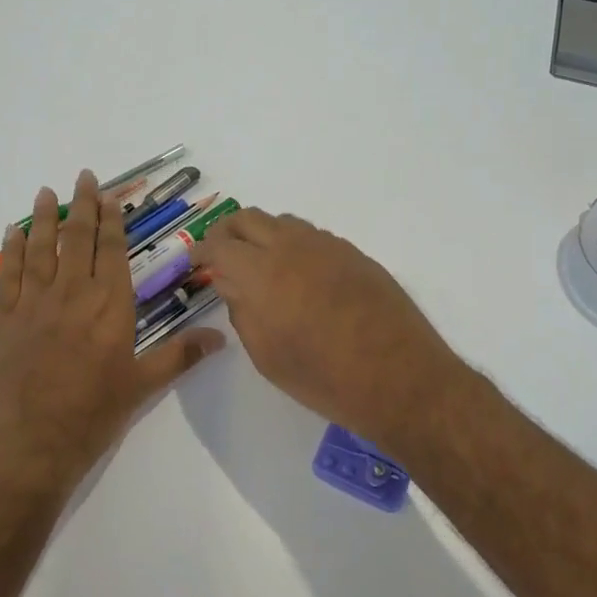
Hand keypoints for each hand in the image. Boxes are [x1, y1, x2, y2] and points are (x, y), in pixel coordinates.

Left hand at [0, 170, 222, 492]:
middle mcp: (73, 293)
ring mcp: (35, 302)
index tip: (110, 197)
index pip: (113, 252)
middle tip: (83, 177)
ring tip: (48, 191)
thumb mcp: (141, 387)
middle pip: (78, 239)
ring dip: (46, 218)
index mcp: (110, 306)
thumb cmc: (90, 415)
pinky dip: (11, 249)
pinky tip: (13, 231)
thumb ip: (179, 356)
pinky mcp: (4, 318)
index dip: (112, 222)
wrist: (25, 442)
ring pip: (42, 248)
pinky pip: (9, 273)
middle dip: (83, 207)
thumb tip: (221, 338)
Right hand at [191, 209, 468, 452]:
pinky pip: (313, 236)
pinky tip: (299, 274)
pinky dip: (293, 245)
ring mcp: (327, 245)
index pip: (219, 244)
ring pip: (282, 222)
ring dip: (262, 235)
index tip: (197, 261)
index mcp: (262, 272)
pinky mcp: (354, 253)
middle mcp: (292, 246)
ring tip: (260, 264)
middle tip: (222, 256)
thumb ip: (242, 310)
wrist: (399, 377)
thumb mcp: (266, 355)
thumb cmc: (323, 378)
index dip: (202, 251)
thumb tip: (231, 283)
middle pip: (248, 218)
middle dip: (228, 232)